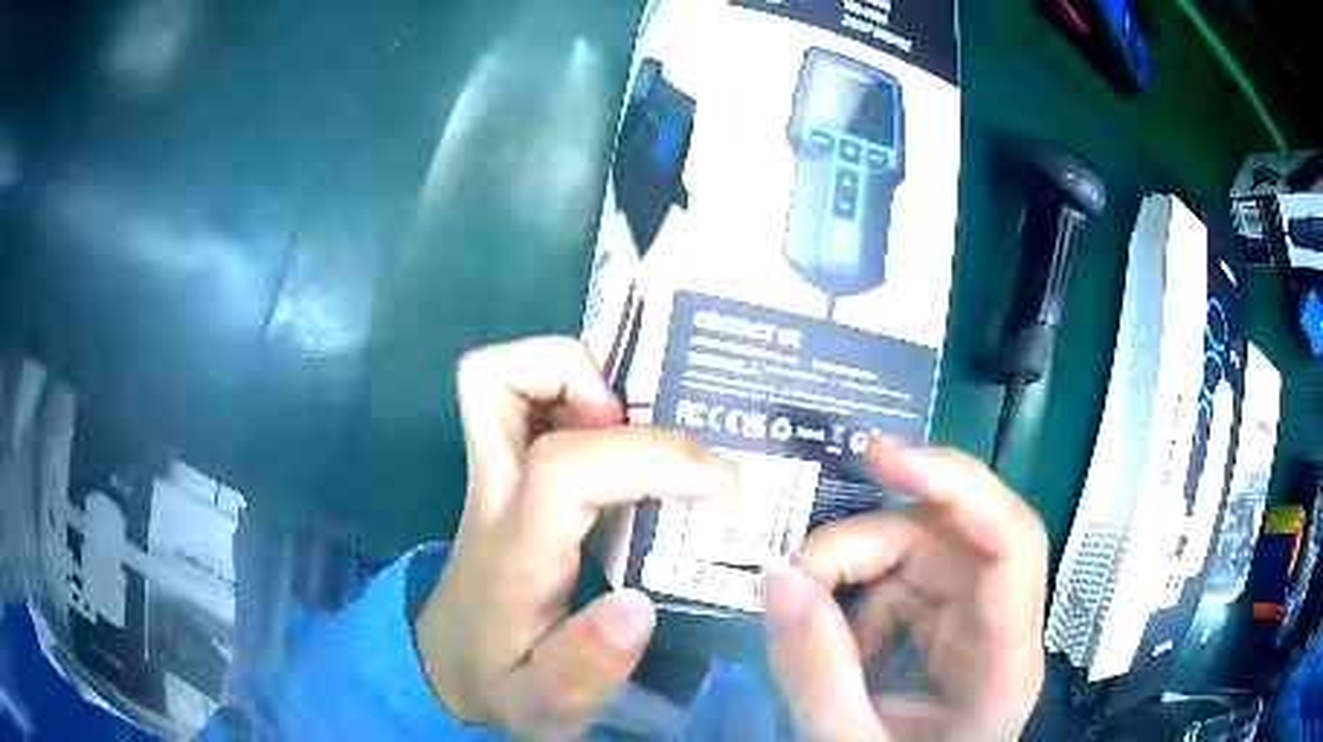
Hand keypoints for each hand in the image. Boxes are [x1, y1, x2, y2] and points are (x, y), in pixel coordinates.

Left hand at [414, 337, 737, 738]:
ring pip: (503, 377)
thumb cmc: (500, 682)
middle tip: (644, 426)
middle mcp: (494, 493)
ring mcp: (492, 475)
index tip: (723, 481)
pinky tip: (620, 448)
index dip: (652, 456)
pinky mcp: (505, 475)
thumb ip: (586, 668)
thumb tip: (639, 602)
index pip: (564, 468)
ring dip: (579, 377)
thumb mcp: (544, 705)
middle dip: (581, 374)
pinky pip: (525, 400)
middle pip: (494, 381)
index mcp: (512, 550)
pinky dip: (575, 396)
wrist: (448, 669)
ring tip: (636, 430)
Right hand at [763, 438, 1047, 741]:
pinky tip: (835, 643)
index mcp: (1004, 663)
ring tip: (811, 624)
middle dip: (869, 544)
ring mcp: (974, 627)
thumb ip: (812, 670)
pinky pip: (904, 587)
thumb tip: (775, 573)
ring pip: (922, 557)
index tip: (879, 456)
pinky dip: (857, 603)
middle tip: (797, 575)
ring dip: (856, 577)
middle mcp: (1002, 628)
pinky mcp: (947, 633)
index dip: (956, 483)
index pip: (1011, 540)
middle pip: (951, 541)